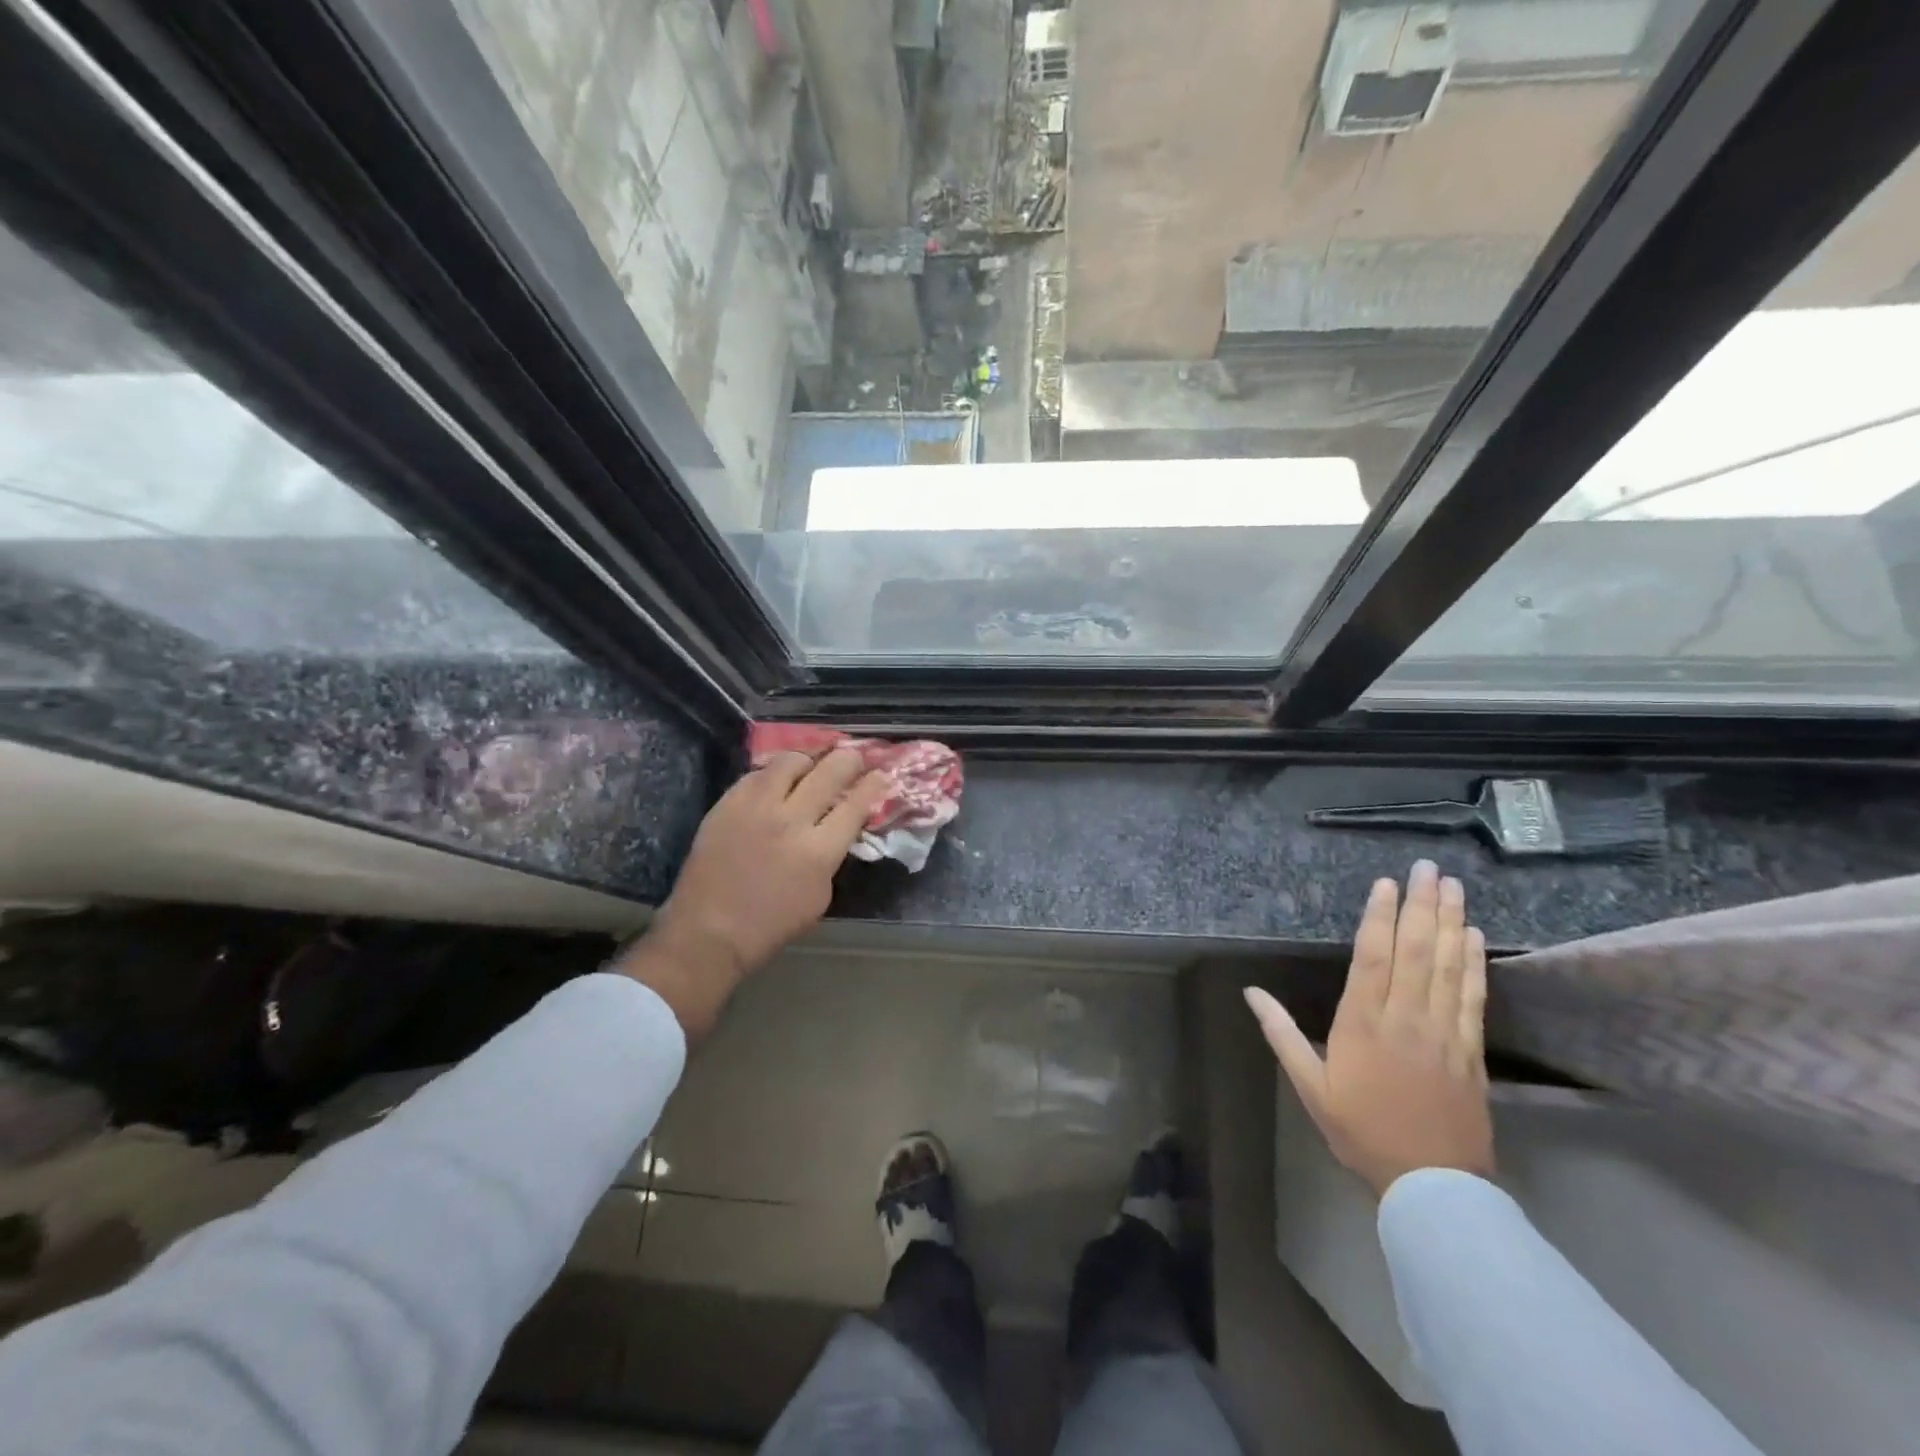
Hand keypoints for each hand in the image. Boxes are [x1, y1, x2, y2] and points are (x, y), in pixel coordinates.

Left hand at [619, 749, 887, 1038]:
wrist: (710, 930)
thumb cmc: (771, 924)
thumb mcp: (819, 896)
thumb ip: (831, 856)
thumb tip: (837, 828)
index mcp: (820, 851)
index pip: (856, 805)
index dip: (873, 785)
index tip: (881, 774)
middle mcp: (792, 820)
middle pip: (830, 773)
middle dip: (849, 759)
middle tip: (855, 755)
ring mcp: (757, 807)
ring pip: (791, 762)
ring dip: (809, 759)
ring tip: (812, 763)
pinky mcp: (729, 803)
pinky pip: (757, 774)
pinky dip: (774, 773)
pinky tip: (778, 779)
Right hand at [1245, 860, 1492, 1196]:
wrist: (1431, 1185)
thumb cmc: (1360, 1130)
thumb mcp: (1309, 1085)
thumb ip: (1281, 1034)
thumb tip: (1251, 992)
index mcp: (1362, 1023)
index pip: (1373, 957)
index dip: (1380, 917)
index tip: (1386, 884)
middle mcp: (1406, 1018)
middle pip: (1415, 951)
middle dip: (1422, 905)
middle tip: (1428, 867)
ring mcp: (1444, 1032)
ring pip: (1447, 966)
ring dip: (1450, 922)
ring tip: (1453, 887)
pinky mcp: (1470, 1050)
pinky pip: (1473, 997)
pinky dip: (1473, 963)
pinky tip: (1473, 936)